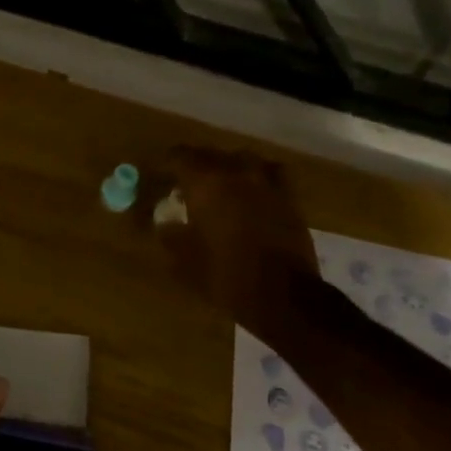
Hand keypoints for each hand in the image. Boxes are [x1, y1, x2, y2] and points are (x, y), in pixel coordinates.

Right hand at [158, 146, 314, 327]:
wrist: (285, 295)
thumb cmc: (226, 275)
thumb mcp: (185, 260)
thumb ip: (171, 235)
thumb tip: (164, 222)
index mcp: (205, 183)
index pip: (180, 156)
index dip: (167, 164)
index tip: (161, 177)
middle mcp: (236, 173)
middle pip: (210, 154)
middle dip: (196, 166)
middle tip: (186, 185)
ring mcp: (266, 183)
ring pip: (242, 160)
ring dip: (228, 168)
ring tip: (221, 186)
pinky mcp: (289, 198)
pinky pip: (269, 175)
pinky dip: (257, 178)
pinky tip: (253, 194)